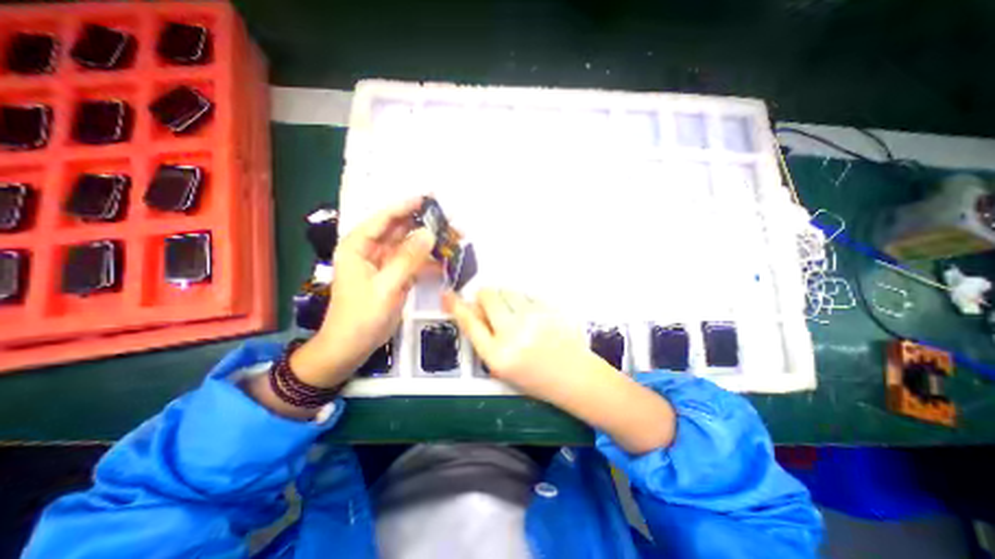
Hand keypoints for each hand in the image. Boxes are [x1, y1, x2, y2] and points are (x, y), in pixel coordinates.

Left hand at [292, 199, 435, 388]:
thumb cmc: (361, 316)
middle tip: (448, 220)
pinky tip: (445, 260)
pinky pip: (413, 263)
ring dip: (429, 243)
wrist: (352, 347)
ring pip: (409, 246)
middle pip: (399, 230)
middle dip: (423, 225)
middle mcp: (371, 250)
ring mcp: (384, 264)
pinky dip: (428, 261)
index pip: (384, 219)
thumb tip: (429, 233)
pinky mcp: (394, 277)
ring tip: (452, 238)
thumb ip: (408, 259)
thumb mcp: (386, 286)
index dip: (406, 207)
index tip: (428, 198)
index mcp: (359, 246)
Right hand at [444, 291, 597, 404]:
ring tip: (514, 312)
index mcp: (498, 355)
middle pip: (488, 296)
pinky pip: (526, 294)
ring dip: (504, 297)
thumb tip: (472, 310)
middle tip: (490, 305)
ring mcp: (533, 317)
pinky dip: (522, 300)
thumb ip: (485, 339)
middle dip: (485, 297)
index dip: (456, 306)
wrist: (574, 376)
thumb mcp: (502, 367)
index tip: (447, 294)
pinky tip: (531, 315)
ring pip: (507, 290)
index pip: (470, 323)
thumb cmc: (535, 377)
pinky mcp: (549, 308)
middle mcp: (513, 333)